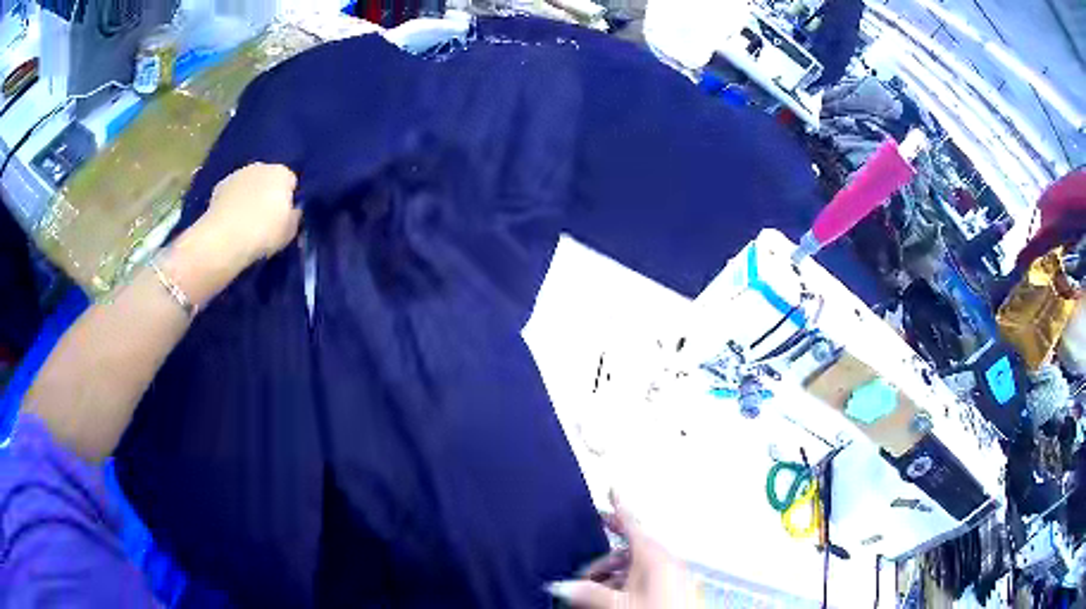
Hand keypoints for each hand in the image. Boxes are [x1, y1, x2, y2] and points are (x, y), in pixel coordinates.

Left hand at [197, 162, 301, 269]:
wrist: (223, 240)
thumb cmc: (263, 233)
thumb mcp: (290, 231)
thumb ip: (294, 216)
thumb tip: (292, 210)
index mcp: (282, 173)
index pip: (291, 183)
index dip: (289, 200)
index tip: (284, 218)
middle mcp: (260, 166)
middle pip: (269, 180)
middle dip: (268, 195)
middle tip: (265, 221)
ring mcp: (237, 174)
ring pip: (249, 185)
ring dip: (249, 198)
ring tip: (246, 223)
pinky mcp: (218, 187)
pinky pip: (232, 194)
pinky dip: (232, 204)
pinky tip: (231, 222)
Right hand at [547, 493, 696, 607]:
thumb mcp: (617, 604)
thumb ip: (588, 592)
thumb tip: (560, 586)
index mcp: (654, 556)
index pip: (632, 524)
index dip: (619, 506)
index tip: (612, 489)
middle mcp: (664, 560)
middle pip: (628, 548)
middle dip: (602, 557)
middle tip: (582, 566)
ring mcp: (670, 575)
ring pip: (634, 565)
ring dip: (610, 575)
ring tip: (591, 591)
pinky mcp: (671, 588)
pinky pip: (643, 577)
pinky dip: (624, 582)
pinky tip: (610, 597)